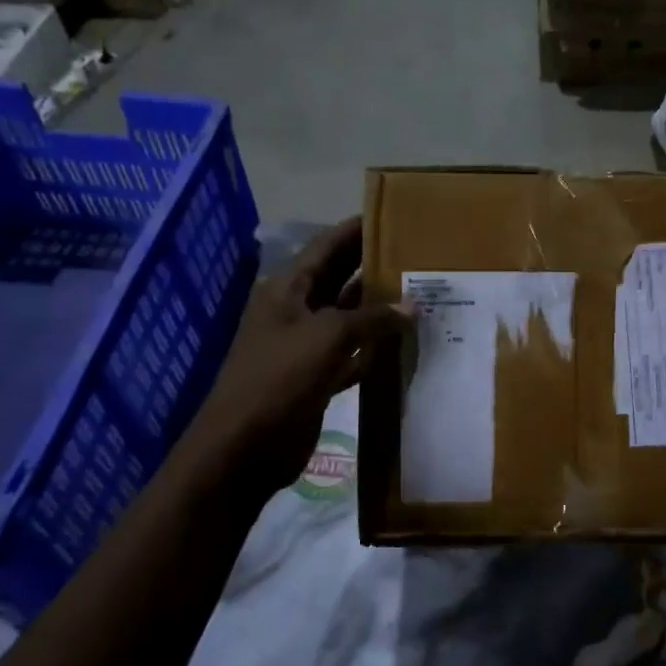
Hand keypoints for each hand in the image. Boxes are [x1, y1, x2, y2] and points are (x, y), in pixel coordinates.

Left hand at [176, 218, 409, 500]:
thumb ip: (372, 318)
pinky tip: (404, 345)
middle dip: (374, 267)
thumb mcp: (328, 337)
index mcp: (288, 290)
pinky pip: (351, 355)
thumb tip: (413, 305)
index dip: (357, 230)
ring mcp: (304, 347)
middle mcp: (295, 311)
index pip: (327, 247)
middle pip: (340, 280)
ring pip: (348, 318)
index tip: (393, 216)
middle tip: (419, 256)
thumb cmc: (279, 380)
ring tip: (422, 296)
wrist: (244, 448)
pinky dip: (374, 349)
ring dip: (379, 311)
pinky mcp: (315, 379)